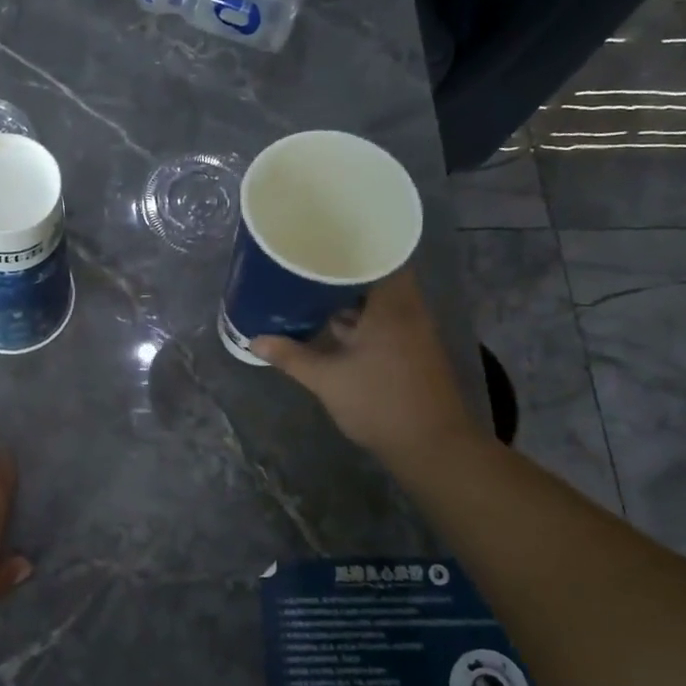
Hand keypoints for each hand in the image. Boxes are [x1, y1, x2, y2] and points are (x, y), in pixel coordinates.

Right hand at [252, 267, 480, 470]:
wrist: (430, 446)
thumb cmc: (379, 403)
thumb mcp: (327, 379)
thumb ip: (291, 356)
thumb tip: (255, 341)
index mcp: (391, 306)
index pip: (379, 256)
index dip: (352, 245)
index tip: (321, 240)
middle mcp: (407, 311)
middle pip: (376, 277)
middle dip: (342, 272)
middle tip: (306, 263)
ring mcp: (412, 332)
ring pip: (378, 301)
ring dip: (350, 297)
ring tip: (311, 290)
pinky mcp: (411, 351)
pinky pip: (382, 320)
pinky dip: (359, 318)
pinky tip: (331, 325)